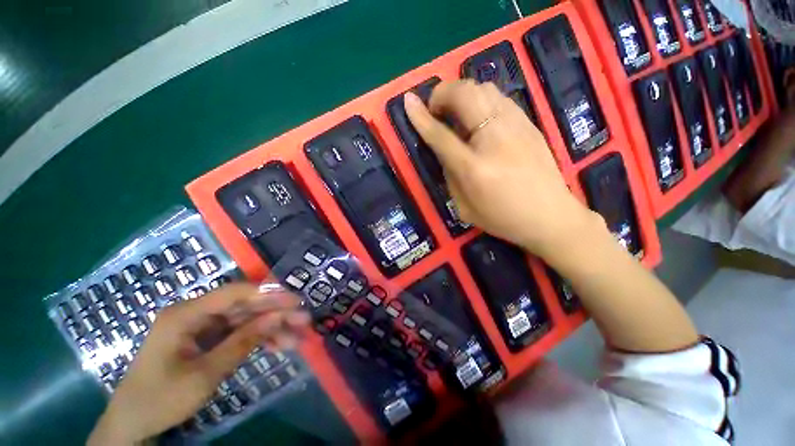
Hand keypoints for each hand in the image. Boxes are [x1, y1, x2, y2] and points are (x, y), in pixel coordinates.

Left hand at [87, 283, 309, 444]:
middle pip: (244, 306)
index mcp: (186, 314)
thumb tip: (276, 317)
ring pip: (246, 320)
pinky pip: (239, 333)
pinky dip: (259, 340)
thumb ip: (242, 342)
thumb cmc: (161, 399)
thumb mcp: (204, 375)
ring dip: (272, 328)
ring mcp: (202, 327)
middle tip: (304, 319)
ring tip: (298, 337)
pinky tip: (280, 346)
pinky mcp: (207, 339)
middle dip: (276, 313)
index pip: (234, 293)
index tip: (295, 300)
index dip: (268, 293)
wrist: (134, 424)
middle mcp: (196, 314)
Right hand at [404, 80, 598, 258]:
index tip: (408, 102)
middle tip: (436, 110)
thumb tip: (444, 151)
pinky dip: (480, 99)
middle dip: (442, 94)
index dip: (421, 117)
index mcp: (473, 168)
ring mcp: (516, 126)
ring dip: (462, 94)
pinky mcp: (529, 123)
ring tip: (456, 113)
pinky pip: (499, 97)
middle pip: (465, 95)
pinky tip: (478, 118)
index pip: (440, 135)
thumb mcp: (464, 208)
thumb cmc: (503, 218)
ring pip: (483, 88)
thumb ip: (450, 176)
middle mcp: (494, 139)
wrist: (551, 217)